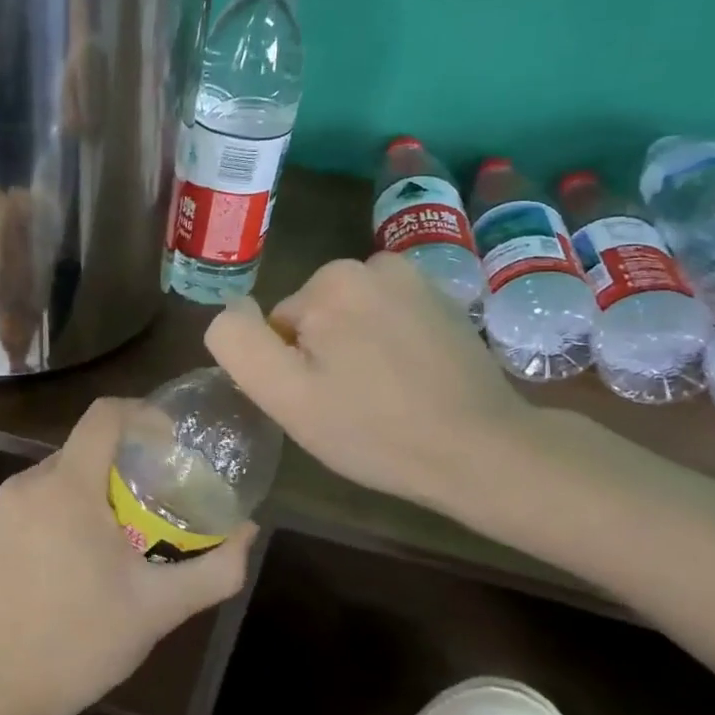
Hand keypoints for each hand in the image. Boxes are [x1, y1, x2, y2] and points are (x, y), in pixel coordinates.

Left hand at [0, 398, 254, 714]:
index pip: (104, 415)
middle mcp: (26, 485)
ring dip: (87, 492)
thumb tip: (249, 531)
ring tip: (111, 537)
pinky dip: (54, 514)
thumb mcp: (160, 608)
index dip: (142, 414)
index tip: (168, 441)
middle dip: (119, 464)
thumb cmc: (82, 643)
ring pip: (54, 478)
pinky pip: (28, 505)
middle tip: (149, 502)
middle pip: (82, 448)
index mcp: (67, 488)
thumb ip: (216, 568)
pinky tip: (66, 563)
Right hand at [205, 252, 540, 511]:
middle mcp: (373, 263)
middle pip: (315, 316)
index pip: (279, 327)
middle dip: (324, 355)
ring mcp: (416, 279)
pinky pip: (388, 318)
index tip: (323, 401)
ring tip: (384, 396)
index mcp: (329, 281)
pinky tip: (413, 383)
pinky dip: (390, 345)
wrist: (482, 450)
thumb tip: (232, 310)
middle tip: (351, 403)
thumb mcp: (285, 396)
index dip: (291, 369)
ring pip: (351, 317)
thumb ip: (239, 344)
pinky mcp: (445, 300)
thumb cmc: (373, 429)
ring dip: (356, 350)